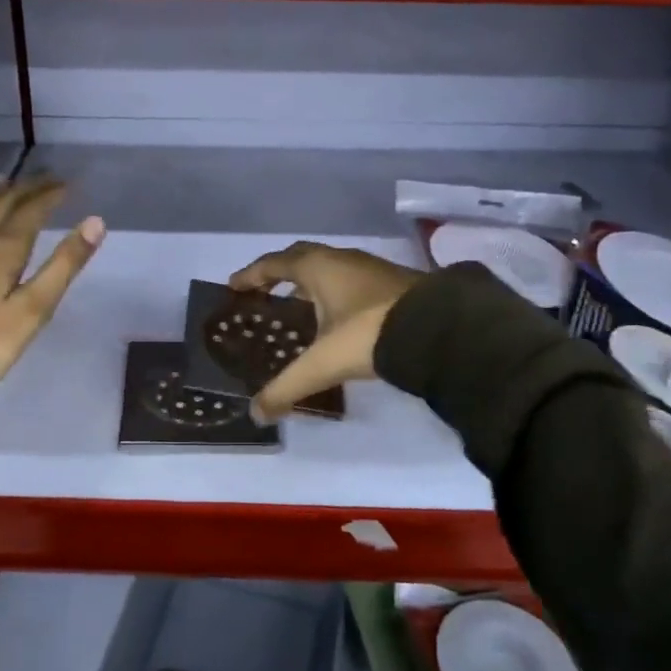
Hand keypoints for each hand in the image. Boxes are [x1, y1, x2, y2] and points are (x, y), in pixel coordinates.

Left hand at [0, 175, 104, 379]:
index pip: (31, 209)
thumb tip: (95, 222)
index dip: (50, 194)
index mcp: (4, 246)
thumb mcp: (35, 306)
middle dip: (26, 188)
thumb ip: (64, 263)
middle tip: (44, 178)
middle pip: (2, 203)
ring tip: (4, 182)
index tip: (66, 184)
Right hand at [227, 242, 421, 421]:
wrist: (437, 329)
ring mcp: (370, 268)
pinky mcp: (392, 282)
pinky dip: (333, 292)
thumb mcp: (322, 363)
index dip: (251, 275)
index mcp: (317, 267)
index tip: (234, 286)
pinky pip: (349, 280)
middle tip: (262, 292)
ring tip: (296, 306)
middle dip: (279, 273)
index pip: (274, 264)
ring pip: (329, 268)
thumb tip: (256, 413)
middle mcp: (341, 259)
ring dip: (309, 283)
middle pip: (301, 258)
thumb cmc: (368, 334)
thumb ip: (287, 387)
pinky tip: (336, 317)